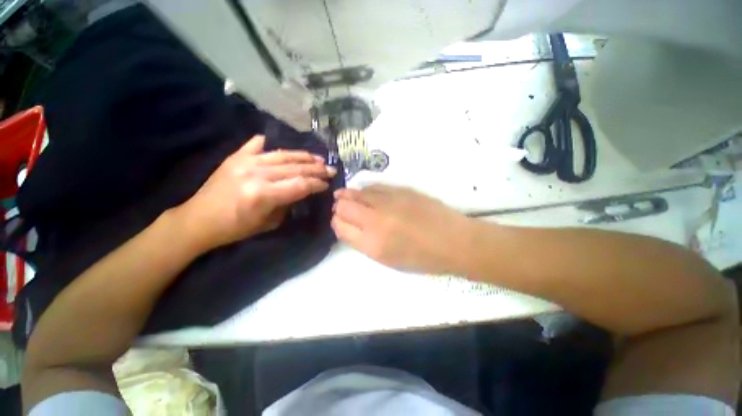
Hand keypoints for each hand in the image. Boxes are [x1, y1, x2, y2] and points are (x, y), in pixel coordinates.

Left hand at [176, 135, 335, 250]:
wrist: (199, 219)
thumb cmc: (236, 228)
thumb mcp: (269, 223)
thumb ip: (288, 203)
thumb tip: (302, 190)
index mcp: (264, 194)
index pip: (301, 184)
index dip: (317, 183)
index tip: (327, 184)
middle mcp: (256, 173)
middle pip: (295, 167)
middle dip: (317, 169)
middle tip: (330, 169)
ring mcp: (245, 161)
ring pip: (283, 154)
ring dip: (303, 156)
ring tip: (318, 158)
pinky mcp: (236, 156)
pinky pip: (258, 144)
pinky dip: (273, 145)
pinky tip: (284, 148)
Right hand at [332, 185, 472, 274]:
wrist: (453, 241)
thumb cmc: (421, 258)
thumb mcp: (388, 259)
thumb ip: (364, 242)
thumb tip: (350, 226)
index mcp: (371, 244)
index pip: (340, 227)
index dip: (337, 223)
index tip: (339, 221)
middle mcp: (375, 220)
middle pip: (344, 207)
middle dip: (339, 208)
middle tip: (341, 208)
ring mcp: (388, 202)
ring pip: (356, 193)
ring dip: (348, 195)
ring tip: (345, 196)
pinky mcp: (400, 190)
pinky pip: (374, 186)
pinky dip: (365, 190)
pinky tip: (364, 192)